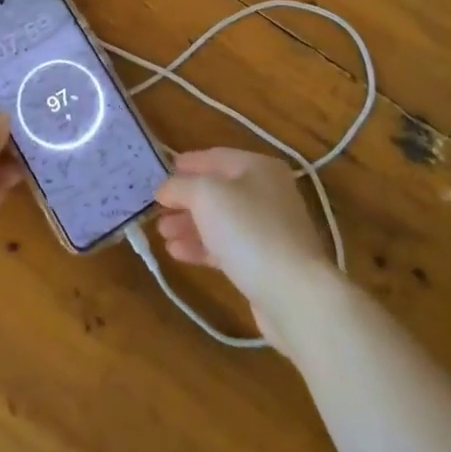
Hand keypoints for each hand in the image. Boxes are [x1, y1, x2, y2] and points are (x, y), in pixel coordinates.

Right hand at [154, 148, 333, 346]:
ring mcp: (268, 229)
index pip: (215, 157)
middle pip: (217, 190)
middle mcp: (267, 193)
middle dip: (185, 199)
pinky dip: (202, 246)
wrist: (294, 294)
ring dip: (189, 225)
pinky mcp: (265, 262)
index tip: (159, 173)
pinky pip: (227, 246)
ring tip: (162, 234)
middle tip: (156, 210)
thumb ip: (180, 186)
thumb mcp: (207, 195)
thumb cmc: (249, 230)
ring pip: (220, 220)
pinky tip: (177, 253)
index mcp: (259, 168)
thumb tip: (165, 188)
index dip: (186, 164)